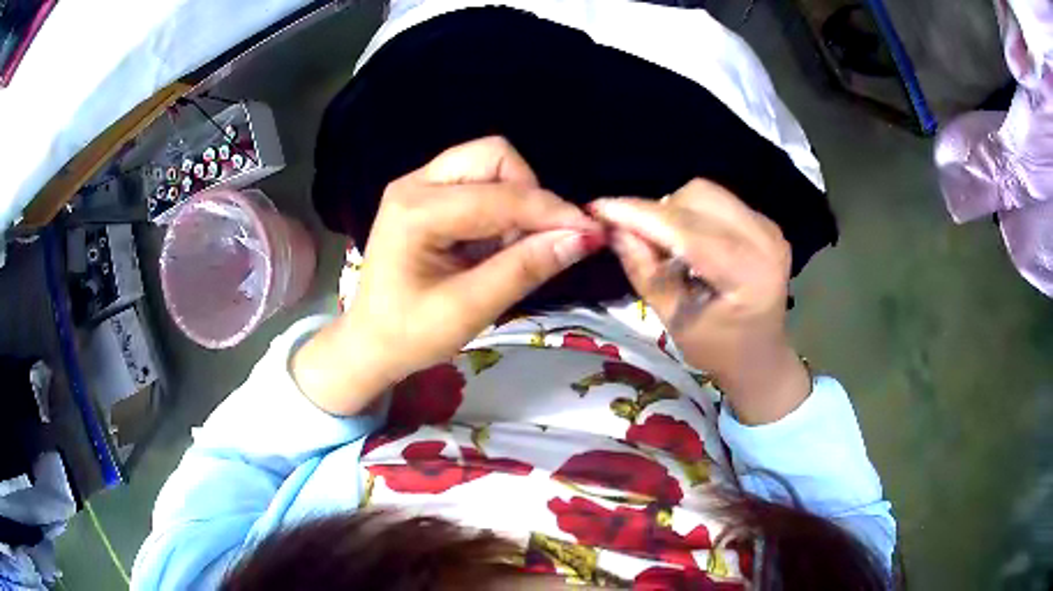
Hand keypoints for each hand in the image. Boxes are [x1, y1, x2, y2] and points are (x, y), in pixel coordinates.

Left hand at [293, 137, 603, 414]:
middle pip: (494, 155)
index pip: (500, 196)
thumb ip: (524, 269)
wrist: (370, 342)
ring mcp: (419, 184)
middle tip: (537, 240)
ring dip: (517, 198)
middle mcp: (415, 183)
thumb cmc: (410, 334)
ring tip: (513, 246)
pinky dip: (502, 205)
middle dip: (529, 193)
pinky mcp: (427, 194)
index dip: (551, 212)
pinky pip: (479, 180)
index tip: (591, 233)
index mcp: (415, 212)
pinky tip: (496, 242)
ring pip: (489, 162)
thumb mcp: (468, 310)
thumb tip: (582, 239)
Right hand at [591, 179, 810, 423]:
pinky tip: (690, 244)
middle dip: (658, 213)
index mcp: (748, 274)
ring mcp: (768, 227)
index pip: (686, 230)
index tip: (598, 208)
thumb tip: (614, 229)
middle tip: (639, 241)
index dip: (639, 214)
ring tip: (667, 246)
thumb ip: (646, 272)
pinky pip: (718, 201)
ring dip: (674, 211)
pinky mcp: (765, 222)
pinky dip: (692, 214)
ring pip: (705, 193)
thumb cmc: (718, 350)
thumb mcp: (675, 321)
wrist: (761, 356)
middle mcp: (764, 240)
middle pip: (697, 197)